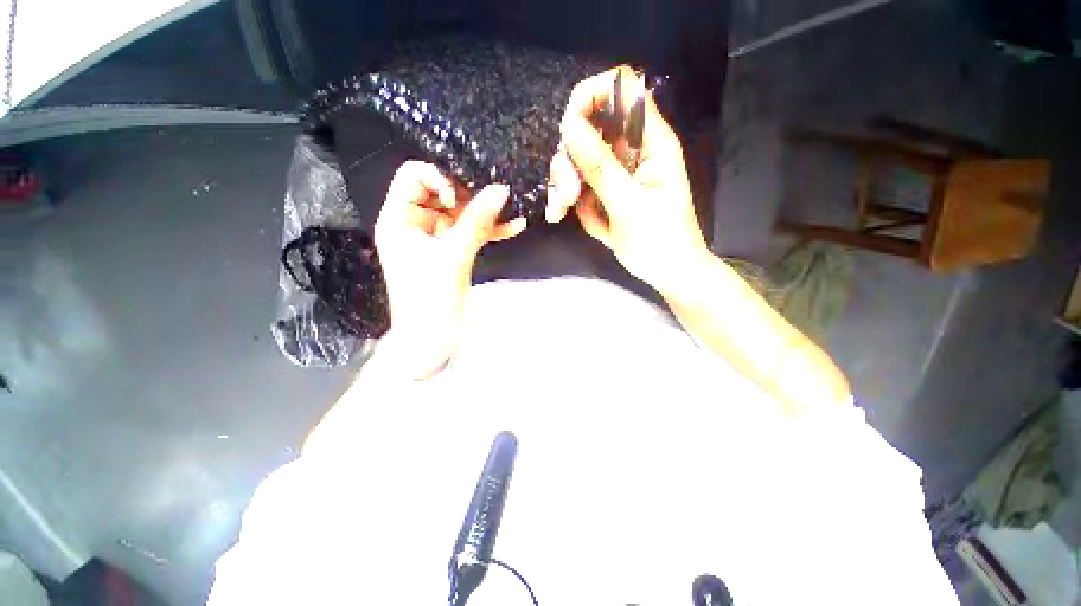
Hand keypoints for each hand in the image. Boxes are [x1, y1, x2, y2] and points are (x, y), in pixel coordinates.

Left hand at [374, 161, 525, 377]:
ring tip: (509, 213)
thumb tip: (500, 189)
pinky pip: (470, 233)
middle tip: (493, 202)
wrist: (433, 342)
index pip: (413, 177)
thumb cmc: (432, 302)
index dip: (439, 178)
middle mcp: (415, 224)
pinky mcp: (452, 251)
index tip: (460, 197)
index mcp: (400, 220)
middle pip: (441, 192)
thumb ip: (477, 222)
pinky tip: (514, 227)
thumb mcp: (454, 258)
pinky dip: (490, 231)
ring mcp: (436, 238)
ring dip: (485, 214)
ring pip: (461, 213)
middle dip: (468, 196)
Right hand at [547, 66, 709, 293]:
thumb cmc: (660, 242)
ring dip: (567, 184)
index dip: (591, 95)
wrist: (669, 274)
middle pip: (590, 128)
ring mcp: (618, 173)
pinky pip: (581, 187)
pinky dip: (573, 202)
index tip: (568, 128)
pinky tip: (574, 219)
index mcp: (650, 142)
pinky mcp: (607, 192)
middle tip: (568, 193)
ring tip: (563, 211)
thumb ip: (600, 166)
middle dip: (571, 159)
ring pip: (579, 160)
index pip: (622, 89)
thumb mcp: (629, 206)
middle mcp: (632, 150)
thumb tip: (569, 126)